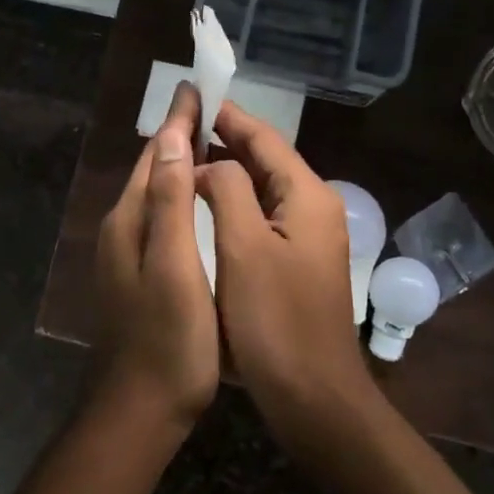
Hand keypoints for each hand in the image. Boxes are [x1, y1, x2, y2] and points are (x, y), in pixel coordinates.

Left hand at [94, 84, 220, 429]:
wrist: (141, 408)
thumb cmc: (168, 338)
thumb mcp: (174, 266)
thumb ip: (171, 202)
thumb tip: (173, 138)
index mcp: (130, 220)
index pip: (157, 155)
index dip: (179, 121)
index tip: (197, 87)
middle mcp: (122, 228)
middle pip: (154, 170)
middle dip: (179, 136)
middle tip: (209, 109)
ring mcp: (128, 253)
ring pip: (157, 193)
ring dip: (180, 165)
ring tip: (210, 144)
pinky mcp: (139, 274)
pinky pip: (161, 217)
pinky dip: (181, 196)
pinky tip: (199, 202)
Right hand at [195, 103, 373, 419]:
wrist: (314, 397)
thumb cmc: (275, 321)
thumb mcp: (243, 248)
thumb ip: (227, 191)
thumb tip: (209, 165)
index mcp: (307, 195)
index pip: (264, 139)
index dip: (228, 116)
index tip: (194, 96)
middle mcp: (314, 207)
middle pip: (266, 159)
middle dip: (225, 140)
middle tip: (179, 127)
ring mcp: (309, 236)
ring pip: (263, 188)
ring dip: (227, 171)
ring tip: (184, 158)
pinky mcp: (298, 262)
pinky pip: (263, 215)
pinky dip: (234, 201)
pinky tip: (206, 205)